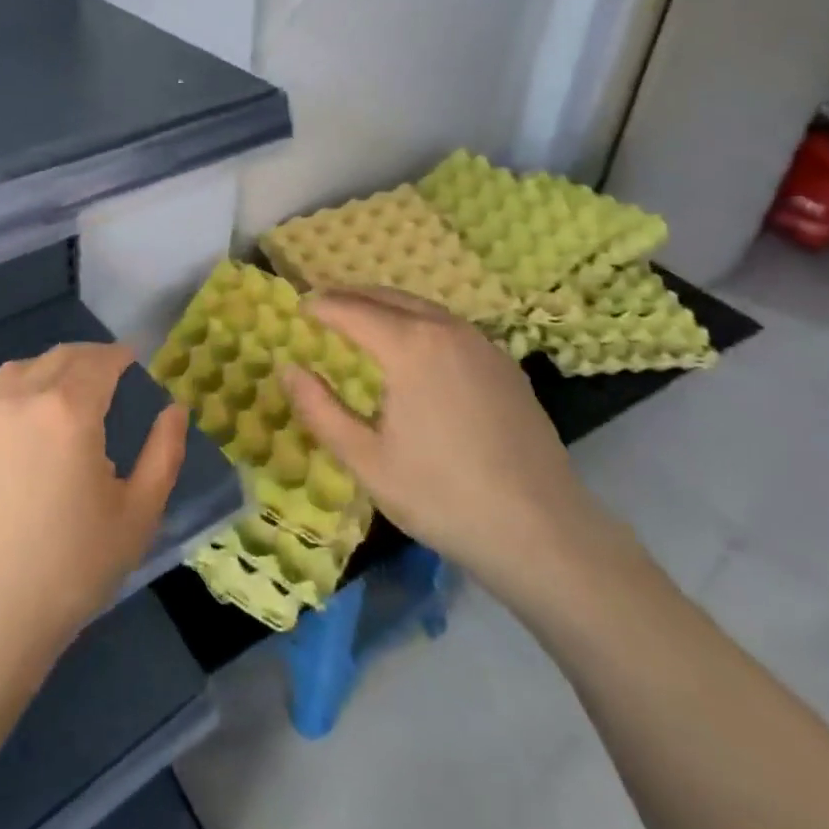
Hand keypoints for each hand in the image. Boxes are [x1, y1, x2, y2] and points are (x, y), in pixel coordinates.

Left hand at [0, 344, 187, 673]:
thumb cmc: (71, 568)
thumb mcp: (138, 514)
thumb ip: (163, 453)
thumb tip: (174, 409)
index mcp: (70, 409)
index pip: (101, 361)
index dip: (121, 356)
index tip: (133, 361)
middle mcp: (23, 395)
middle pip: (62, 356)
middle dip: (90, 359)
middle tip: (108, 375)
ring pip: (23, 368)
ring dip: (51, 370)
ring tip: (64, 394)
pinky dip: (12, 388)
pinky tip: (19, 414)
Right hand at [283, 288, 612, 610]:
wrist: (542, 531)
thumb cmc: (442, 496)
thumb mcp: (366, 460)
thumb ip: (319, 409)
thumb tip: (287, 368)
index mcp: (410, 345)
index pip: (352, 309)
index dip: (321, 307)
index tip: (299, 309)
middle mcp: (446, 329)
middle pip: (388, 297)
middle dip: (351, 297)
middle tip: (324, 308)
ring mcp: (482, 343)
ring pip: (422, 307)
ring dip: (386, 306)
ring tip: (362, 323)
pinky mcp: (505, 364)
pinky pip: (450, 326)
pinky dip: (418, 322)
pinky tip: (414, 349)